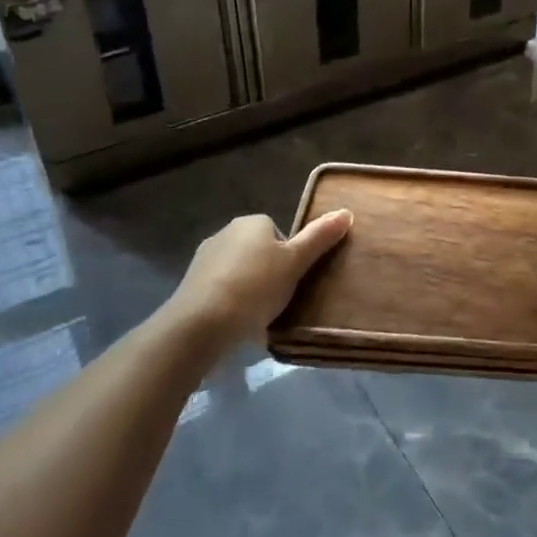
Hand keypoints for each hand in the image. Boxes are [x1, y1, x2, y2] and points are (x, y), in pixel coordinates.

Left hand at [161, 211, 351, 349]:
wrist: (200, 323)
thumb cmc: (255, 287)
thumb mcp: (296, 262)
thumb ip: (320, 238)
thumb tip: (346, 212)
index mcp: (253, 222)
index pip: (279, 234)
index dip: (289, 257)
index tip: (292, 280)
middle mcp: (226, 232)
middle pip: (258, 251)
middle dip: (268, 272)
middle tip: (279, 299)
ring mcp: (204, 258)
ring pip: (238, 270)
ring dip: (248, 288)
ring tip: (257, 316)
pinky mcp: (190, 284)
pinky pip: (220, 289)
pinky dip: (229, 302)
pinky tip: (235, 323)